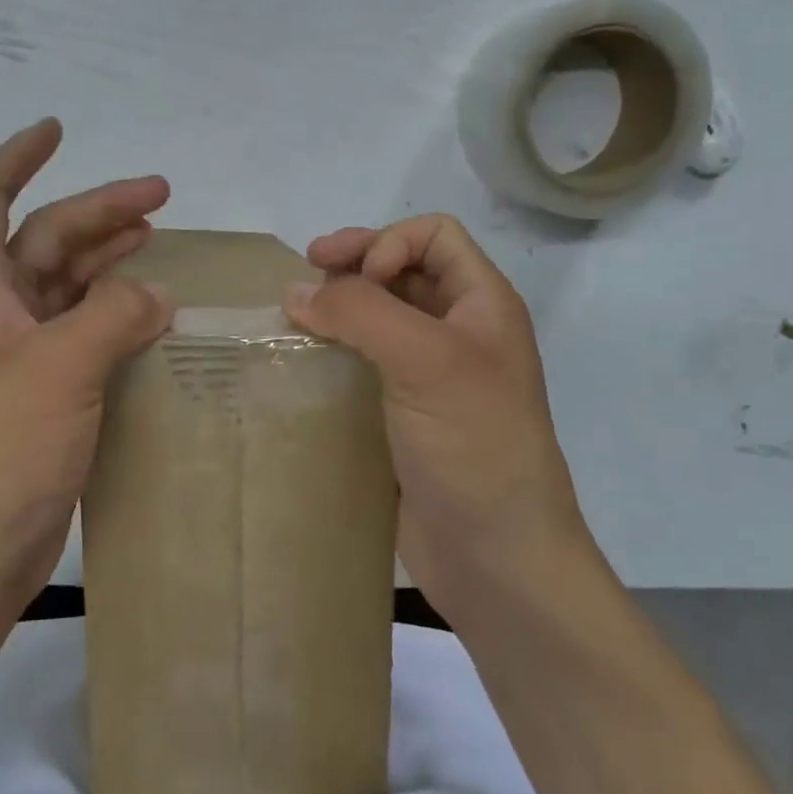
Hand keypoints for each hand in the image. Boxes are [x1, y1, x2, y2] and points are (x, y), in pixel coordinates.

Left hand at [0, 120, 174, 597]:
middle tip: (162, 197)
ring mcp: (17, 356)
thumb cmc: (1, 449)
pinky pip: (81, 333)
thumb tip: (154, 293)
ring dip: (107, 259)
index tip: (57, 128)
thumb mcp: (61, 367)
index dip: (18, 156)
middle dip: (97, 212)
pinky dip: (114, 314)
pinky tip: (151, 315)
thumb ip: (114, 315)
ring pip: (65, 286)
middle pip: (44, 240)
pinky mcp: (41, 394)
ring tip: (156, 240)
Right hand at [282, 215, 594, 618]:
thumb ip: (361, 313)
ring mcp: (428, 375)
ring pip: (377, 316)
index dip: (388, 242)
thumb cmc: (475, 446)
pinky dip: (331, 351)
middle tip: (303, 278)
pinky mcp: (401, 413)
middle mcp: (457, 331)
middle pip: (400, 269)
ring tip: (295, 319)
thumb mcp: (427, 362)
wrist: (497, 557)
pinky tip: (303, 363)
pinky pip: (362, 362)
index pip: (434, 235)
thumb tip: (295, 292)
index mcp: (482, 305)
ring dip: (336, 308)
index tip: (353, 281)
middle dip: (352, 265)